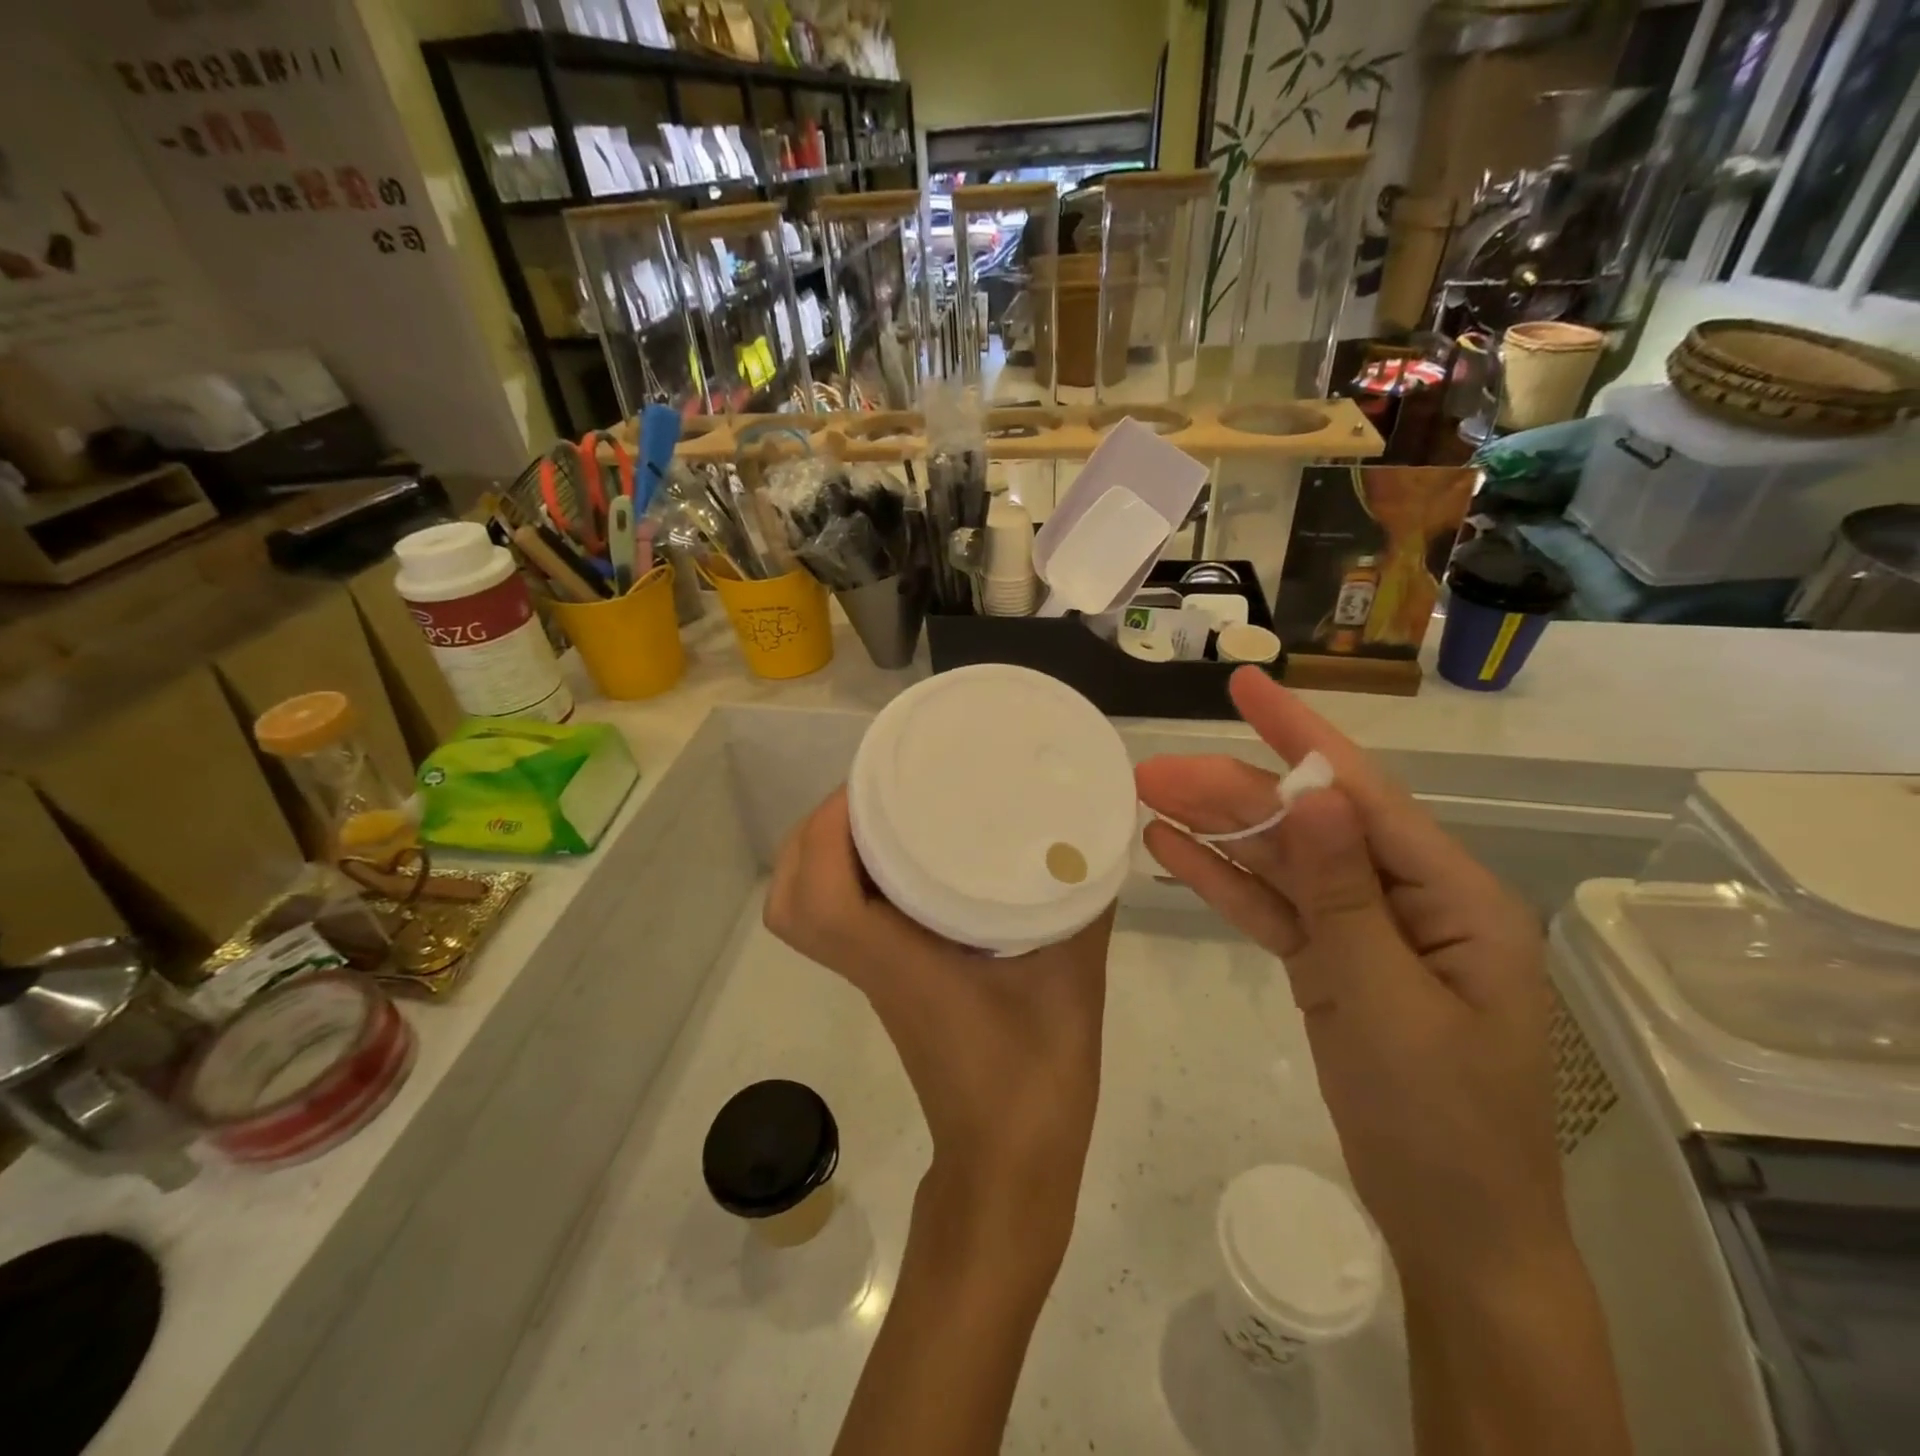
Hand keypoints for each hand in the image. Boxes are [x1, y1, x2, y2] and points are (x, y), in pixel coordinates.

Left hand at [764, 788, 1115, 1262]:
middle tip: (870, 794)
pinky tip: (907, 857)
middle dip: (813, 835)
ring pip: (806, 912)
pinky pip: (840, 920)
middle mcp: (870, 966)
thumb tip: (1091, 839)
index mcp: (898, 964)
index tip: (865, 786)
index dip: (825, 833)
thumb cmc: (1037, 1080)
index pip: (820, 898)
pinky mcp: (887, 983)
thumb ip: (1082, 906)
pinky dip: (848, 879)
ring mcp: (872, 977)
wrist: (1010, 1167)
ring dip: (823, 856)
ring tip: (879, 814)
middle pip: (790, 900)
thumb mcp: (1072, 979)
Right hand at [1136, 669, 1567, 1296]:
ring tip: (1147, 798)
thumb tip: (1314, 791)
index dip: (1300, 733)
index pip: (1362, 793)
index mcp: (1449, 895)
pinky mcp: (1331, 961)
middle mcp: (1407, 897)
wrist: (1453, 1228)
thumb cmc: (1440, 1121)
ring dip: (1218, 830)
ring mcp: (1364, 930)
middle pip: (1307, 823)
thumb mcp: (1385, 1000)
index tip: (1245, 684)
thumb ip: (1343, 892)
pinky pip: (1273, 908)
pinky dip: (1225, 882)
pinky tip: (1172, 853)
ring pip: (1282, 861)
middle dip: (1231, 791)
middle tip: (1150, 770)